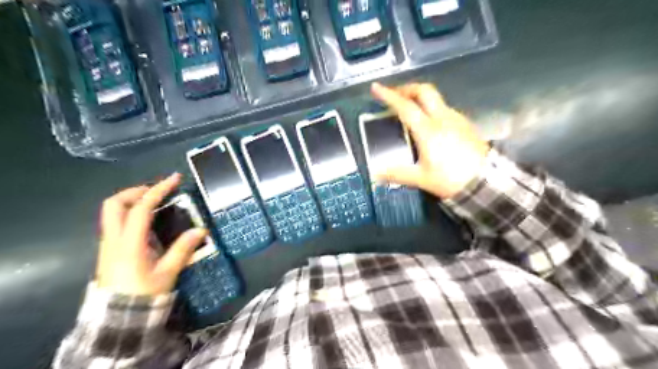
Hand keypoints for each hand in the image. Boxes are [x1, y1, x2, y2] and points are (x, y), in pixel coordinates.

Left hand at [96, 173, 206, 295]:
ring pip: (111, 211)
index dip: (158, 190)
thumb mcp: (167, 272)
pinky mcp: (109, 248)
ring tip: (155, 201)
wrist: (117, 317)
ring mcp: (108, 243)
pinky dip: (130, 211)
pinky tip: (148, 219)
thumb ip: (183, 249)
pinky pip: (116, 221)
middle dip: (136, 191)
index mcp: (129, 243)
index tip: (175, 179)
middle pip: (114, 204)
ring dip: (132, 200)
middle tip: (158, 191)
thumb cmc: (144, 293)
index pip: (140, 208)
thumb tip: (201, 230)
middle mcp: (114, 239)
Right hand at [369, 81, 486, 200]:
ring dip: (419, 97)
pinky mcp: (465, 124)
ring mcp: (456, 118)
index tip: (376, 87)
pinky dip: (430, 107)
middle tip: (394, 95)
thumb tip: (375, 174)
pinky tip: (428, 122)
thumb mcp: (422, 178)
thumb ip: (397, 174)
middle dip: (407, 88)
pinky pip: (444, 108)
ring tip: (408, 109)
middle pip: (424, 91)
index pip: (405, 106)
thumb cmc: (451, 179)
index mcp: (428, 130)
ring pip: (435, 98)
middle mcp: (442, 118)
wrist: (487, 182)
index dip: (389, 95)